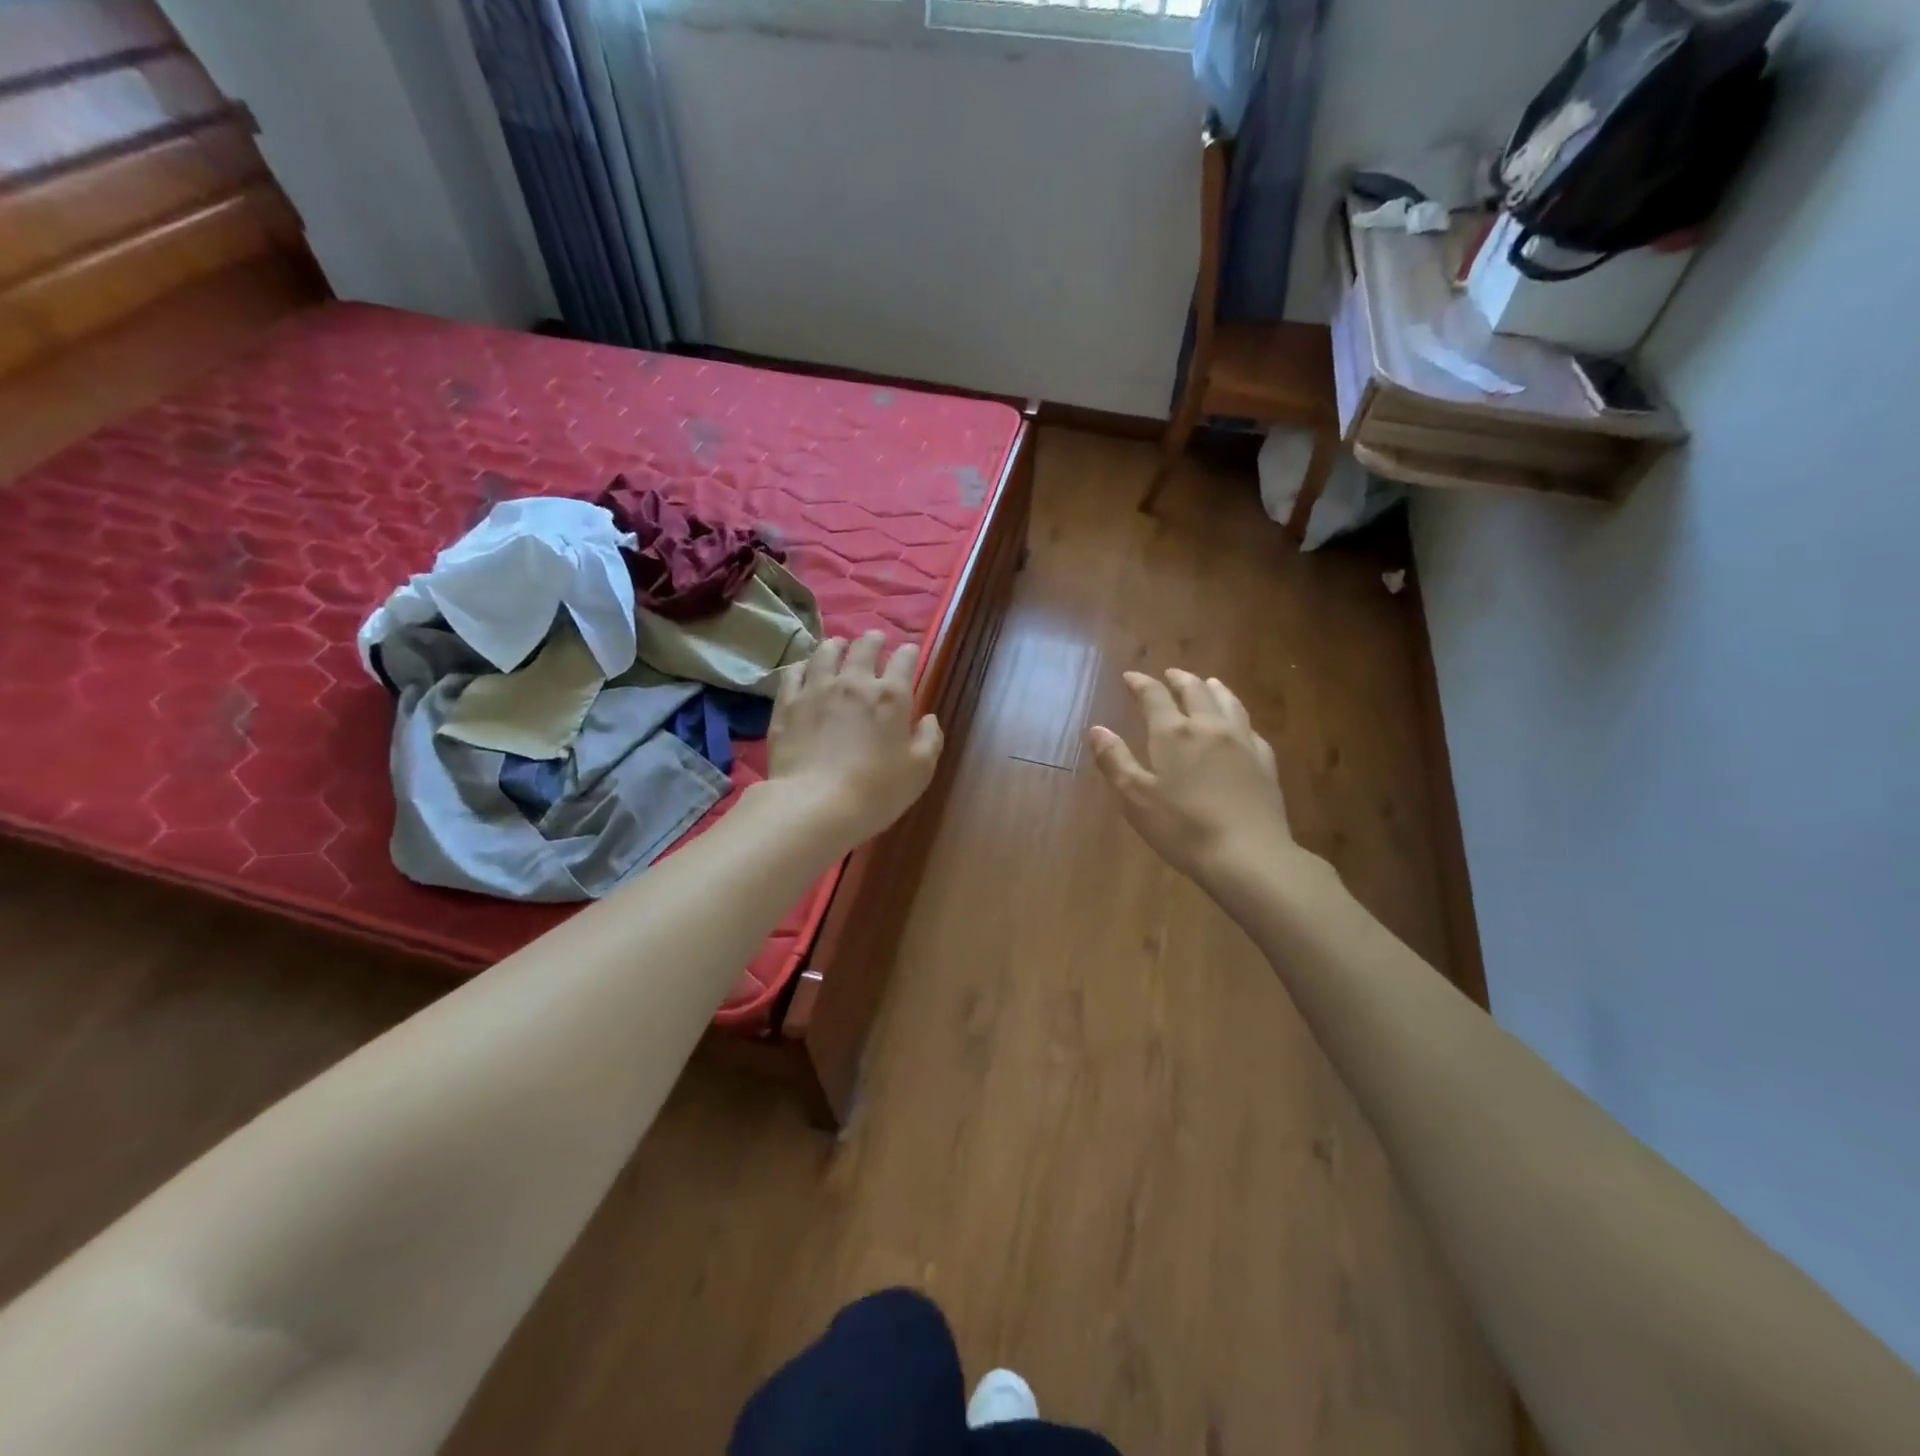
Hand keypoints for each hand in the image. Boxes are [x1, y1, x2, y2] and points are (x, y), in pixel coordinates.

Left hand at [764, 631, 942, 850]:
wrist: (815, 805)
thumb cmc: (876, 791)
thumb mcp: (919, 771)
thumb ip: (930, 740)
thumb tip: (929, 719)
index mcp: (891, 696)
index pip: (904, 659)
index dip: (909, 652)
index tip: (910, 653)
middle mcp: (854, 682)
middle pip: (864, 647)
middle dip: (874, 640)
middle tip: (875, 640)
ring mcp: (816, 689)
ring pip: (826, 651)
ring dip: (837, 645)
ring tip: (839, 646)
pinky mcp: (787, 704)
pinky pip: (794, 672)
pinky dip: (803, 666)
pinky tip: (805, 669)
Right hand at [1088, 670, 1301, 886]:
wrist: (1248, 855)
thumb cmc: (1182, 828)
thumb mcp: (1135, 798)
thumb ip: (1115, 760)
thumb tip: (1097, 729)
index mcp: (1174, 733)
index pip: (1154, 695)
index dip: (1140, 683)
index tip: (1129, 677)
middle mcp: (1210, 727)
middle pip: (1195, 690)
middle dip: (1179, 679)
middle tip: (1169, 674)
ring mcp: (1243, 742)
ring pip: (1228, 702)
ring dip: (1213, 688)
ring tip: (1207, 683)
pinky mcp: (1265, 763)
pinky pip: (1250, 728)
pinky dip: (1238, 717)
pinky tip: (1238, 726)